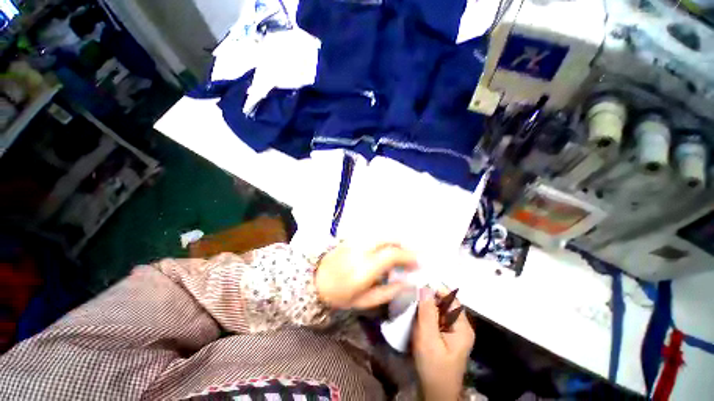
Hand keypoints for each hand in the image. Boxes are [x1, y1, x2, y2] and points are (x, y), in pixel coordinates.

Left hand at [315, 242, 417, 308]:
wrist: (316, 279)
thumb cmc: (340, 295)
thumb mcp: (364, 301)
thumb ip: (388, 292)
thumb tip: (408, 283)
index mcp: (364, 269)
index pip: (391, 255)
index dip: (408, 256)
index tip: (418, 263)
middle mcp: (361, 250)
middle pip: (388, 238)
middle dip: (404, 245)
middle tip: (411, 256)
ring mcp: (356, 241)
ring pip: (382, 234)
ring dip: (395, 241)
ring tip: (401, 253)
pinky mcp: (352, 237)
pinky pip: (374, 235)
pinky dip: (385, 239)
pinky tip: (387, 249)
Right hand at [413, 287, 474, 400]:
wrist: (435, 393)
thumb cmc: (433, 368)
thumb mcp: (428, 339)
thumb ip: (427, 313)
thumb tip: (425, 287)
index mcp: (462, 327)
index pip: (451, 298)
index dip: (435, 288)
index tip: (418, 282)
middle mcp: (461, 326)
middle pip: (445, 303)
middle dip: (429, 296)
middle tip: (412, 291)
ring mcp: (453, 331)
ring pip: (439, 309)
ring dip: (426, 304)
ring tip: (412, 299)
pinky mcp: (445, 335)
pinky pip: (436, 317)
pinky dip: (426, 313)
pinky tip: (416, 312)